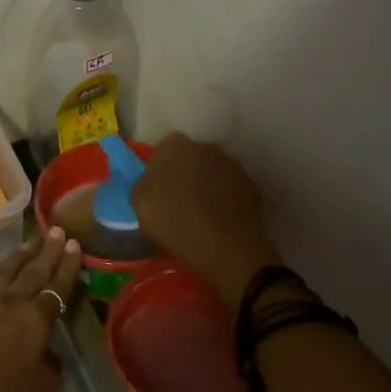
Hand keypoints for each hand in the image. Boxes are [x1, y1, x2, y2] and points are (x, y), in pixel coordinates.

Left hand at [0, 229, 82, 391]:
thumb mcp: (43, 388)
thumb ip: (51, 364)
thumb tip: (49, 351)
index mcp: (35, 319)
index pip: (57, 286)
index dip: (67, 265)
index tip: (74, 244)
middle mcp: (8, 303)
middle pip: (32, 271)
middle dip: (46, 251)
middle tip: (56, 231)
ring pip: (0, 272)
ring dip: (15, 257)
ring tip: (26, 244)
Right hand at [130, 134, 282, 304]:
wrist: (224, 245)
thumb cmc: (174, 221)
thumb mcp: (139, 203)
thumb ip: (143, 184)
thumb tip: (150, 182)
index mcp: (175, 146)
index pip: (163, 150)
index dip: (159, 170)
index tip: (157, 191)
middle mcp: (206, 147)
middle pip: (190, 157)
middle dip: (184, 173)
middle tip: (177, 200)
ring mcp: (232, 165)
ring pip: (212, 172)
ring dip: (206, 185)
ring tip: (200, 213)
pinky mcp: (251, 185)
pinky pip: (230, 189)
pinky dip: (224, 199)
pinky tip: (218, 220)